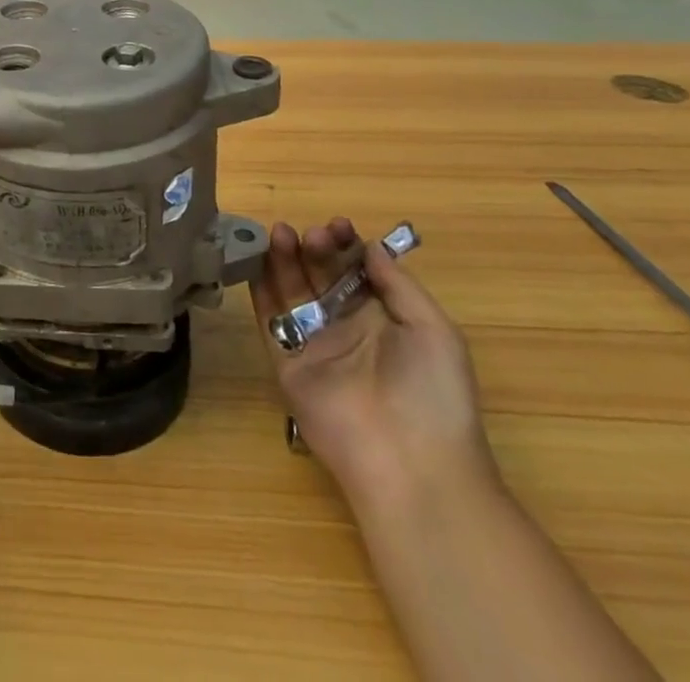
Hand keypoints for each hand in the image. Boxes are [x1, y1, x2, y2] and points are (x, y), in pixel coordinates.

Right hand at [252, 218, 496, 509]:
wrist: (409, 464)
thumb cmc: (433, 393)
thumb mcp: (434, 330)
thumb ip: (398, 284)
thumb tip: (370, 246)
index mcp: (385, 321)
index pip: (357, 272)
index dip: (347, 246)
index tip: (340, 226)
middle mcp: (346, 327)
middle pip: (321, 275)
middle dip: (316, 248)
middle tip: (314, 234)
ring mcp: (313, 343)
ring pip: (292, 290)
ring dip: (285, 258)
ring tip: (281, 232)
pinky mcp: (286, 361)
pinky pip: (269, 318)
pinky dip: (259, 287)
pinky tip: (255, 258)